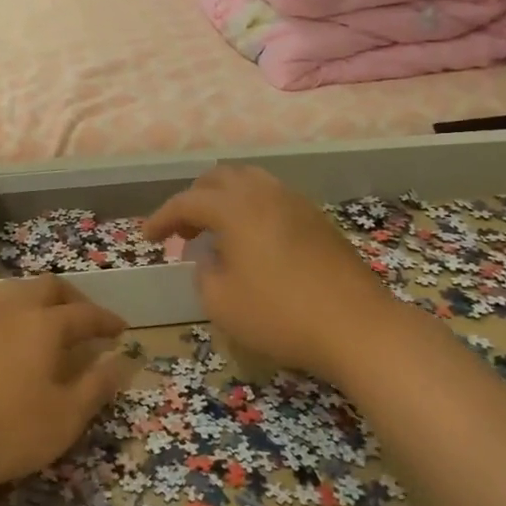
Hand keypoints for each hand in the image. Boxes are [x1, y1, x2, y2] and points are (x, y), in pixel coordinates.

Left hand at [0, 276, 135, 496]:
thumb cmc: (5, 429)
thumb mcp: (64, 417)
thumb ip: (96, 387)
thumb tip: (123, 361)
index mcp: (43, 324)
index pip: (85, 313)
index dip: (107, 320)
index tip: (122, 329)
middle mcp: (12, 310)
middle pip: (48, 288)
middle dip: (74, 299)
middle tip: (87, 321)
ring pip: (16, 293)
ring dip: (40, 303)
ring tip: (50, 328)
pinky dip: (16, 319)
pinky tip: (14, 348)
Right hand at [143, 163, 396, 373]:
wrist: (358, 327)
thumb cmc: (280, 315)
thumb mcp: (221, 302)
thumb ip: (203, 273)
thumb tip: (207, 258)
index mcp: (235, 208)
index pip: (186, 202)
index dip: (162, 218)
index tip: (147, 237)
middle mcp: (264, 193)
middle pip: (218, 178)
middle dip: (193, 200)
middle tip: (182, 232)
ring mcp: (295, 203)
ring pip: (249, 181)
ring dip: (224, 199)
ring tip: (216, 230)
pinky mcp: (317, 219)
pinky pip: (272, 197)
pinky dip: (250, 208)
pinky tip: (252, 239)